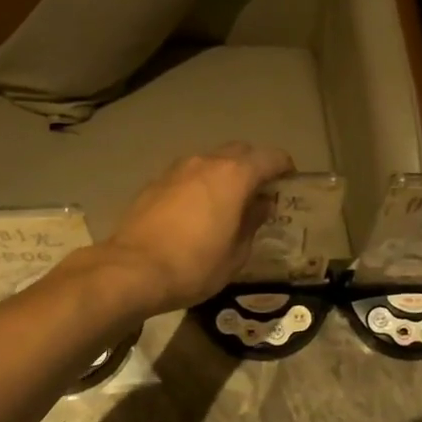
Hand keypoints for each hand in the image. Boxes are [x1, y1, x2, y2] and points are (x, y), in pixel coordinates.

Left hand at [95, 142, 295, 318]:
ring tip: (227, 203)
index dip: (284, 168)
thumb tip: (260, 205)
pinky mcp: (155, 182)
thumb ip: (253, 223)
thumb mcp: (236, 254)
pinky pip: (188, 175)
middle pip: (240, 151)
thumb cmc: (194, 266)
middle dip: (254, 166)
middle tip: (260, 193)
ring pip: (211, 161)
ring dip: (224, 174)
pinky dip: (199, 184)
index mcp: (234, 175)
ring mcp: (177, 169)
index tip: (289, 184)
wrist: (132, 270)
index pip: (270, 157)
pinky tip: (196, 211)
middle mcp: (206, 162)